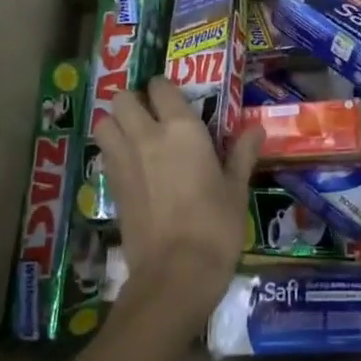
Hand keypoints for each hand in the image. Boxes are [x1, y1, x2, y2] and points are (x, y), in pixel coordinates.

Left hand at [97, 77, 262, 332]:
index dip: (165, 87)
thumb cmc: (215, 225)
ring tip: (135, 136)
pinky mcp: (111, 188)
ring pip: (104, 123)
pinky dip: (112, 152)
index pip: (160, 87)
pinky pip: (104, 155)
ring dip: (116, 123)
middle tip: (152, 114)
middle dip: (134, 100)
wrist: (176, 273)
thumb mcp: (236, 188)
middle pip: (122, 98)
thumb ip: (242, 153)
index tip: (176, 97)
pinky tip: (132, 166)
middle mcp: (146, 136)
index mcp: (181, 129)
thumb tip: (256, 128)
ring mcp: (123, 162)